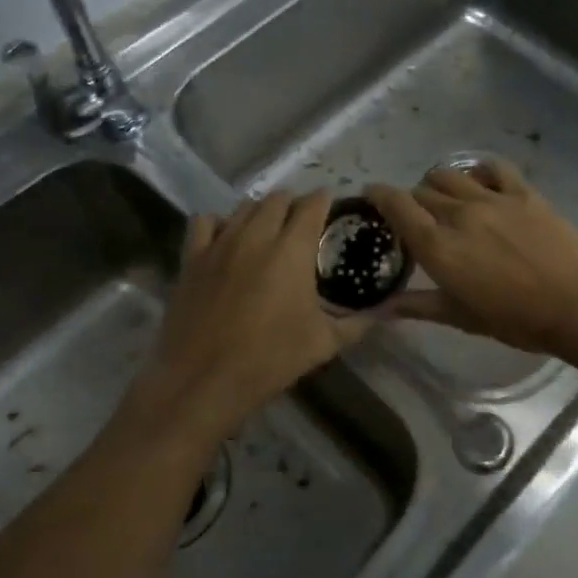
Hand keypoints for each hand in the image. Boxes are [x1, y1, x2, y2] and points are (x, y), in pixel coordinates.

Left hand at [143, 191, 369, 431]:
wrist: (204, 379)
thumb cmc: (270, 359)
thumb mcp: (325, 343)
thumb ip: (358, 323)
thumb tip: (386, 312)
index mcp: (292, 249)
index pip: (312, 204)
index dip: (325, 201)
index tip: (332, 208)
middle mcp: (257, 235)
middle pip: (278, 198)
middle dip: (294, 203)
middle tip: (303, 223)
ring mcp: (220, 243)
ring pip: (244, 206)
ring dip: (261, 210)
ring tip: (269, 229)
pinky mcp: (192, 258)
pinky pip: (204, 221)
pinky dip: (220, 222)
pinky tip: (227, 239)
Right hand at [364, 162, 577, 356]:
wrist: (577, 306)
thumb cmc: (516, 320)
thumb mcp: (462, 318)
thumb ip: (420, 306)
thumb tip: (383, 308)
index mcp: (438, 247)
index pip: (397, 206)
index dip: (378, 195)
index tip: (372, 195)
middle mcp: (459, 214)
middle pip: (422, 191)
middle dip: (413, 201)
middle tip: (418, 217)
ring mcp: (492, 199)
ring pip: (450, 175)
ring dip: (439, 184)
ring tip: (446, 198)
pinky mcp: (523, 193)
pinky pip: (491, 168)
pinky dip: (477, 171)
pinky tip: (479, 183)